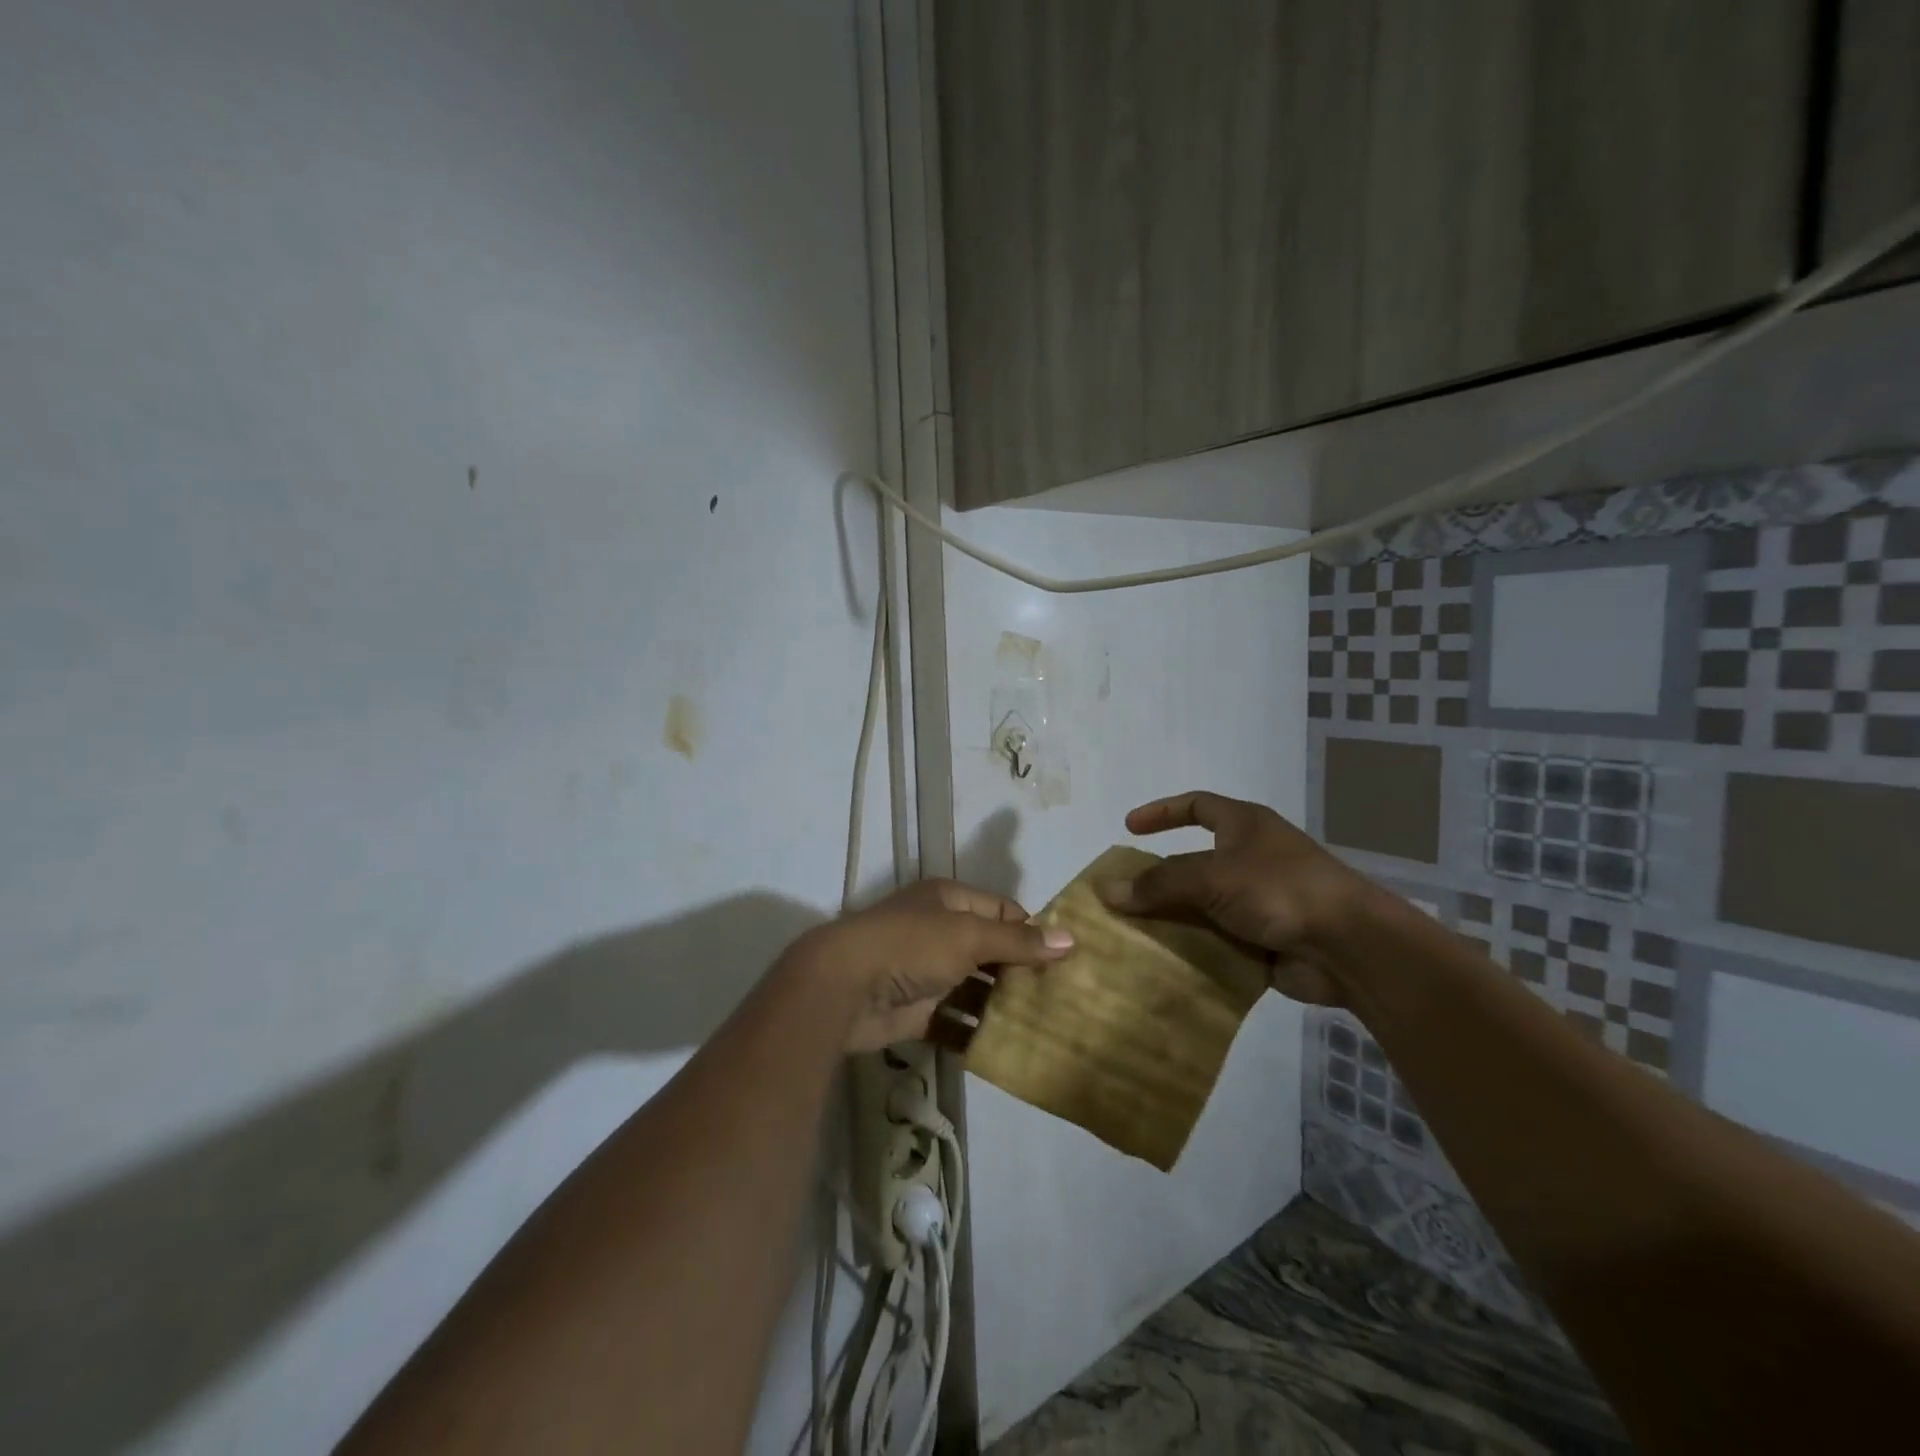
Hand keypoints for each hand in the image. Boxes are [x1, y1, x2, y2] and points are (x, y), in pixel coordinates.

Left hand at [785, 880, 1072, 1051]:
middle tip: (1063, 998)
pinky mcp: (916, 1011)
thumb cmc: (911, 946)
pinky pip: (955, 1021)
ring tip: (1044, 1027)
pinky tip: (1006, 1050)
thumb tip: (1070, 939)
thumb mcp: (969, 936)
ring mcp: (927, 973)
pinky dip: (975, 1034)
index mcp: (949, 900)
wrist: (844, 987)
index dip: (1032, 930)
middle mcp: (939, 932)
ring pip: (974, 988)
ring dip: (1001, 1006)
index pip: (1002, 910)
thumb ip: (1018, 940)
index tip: (1066, 959)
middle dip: (1021, 972)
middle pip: (990, 951)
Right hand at [1098, 791, 1366, 1005]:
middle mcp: (1251, 858)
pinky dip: (1193, 949)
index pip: (1196, 806)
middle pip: (1193, 863)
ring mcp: (1259, 901)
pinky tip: (1162, 962)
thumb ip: (1158, 884)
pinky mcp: (1264, 940)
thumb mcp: (1211, 877)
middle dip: (1158, 880)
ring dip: (1172, 919)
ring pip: (1202, 906)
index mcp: (1244, 827)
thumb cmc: (1280, 890)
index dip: (1161, 813)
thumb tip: (1106, 889)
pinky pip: (1217, 940)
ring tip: (1130, 934)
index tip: (1128, 828)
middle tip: (1120, 896)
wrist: (1350, 947)